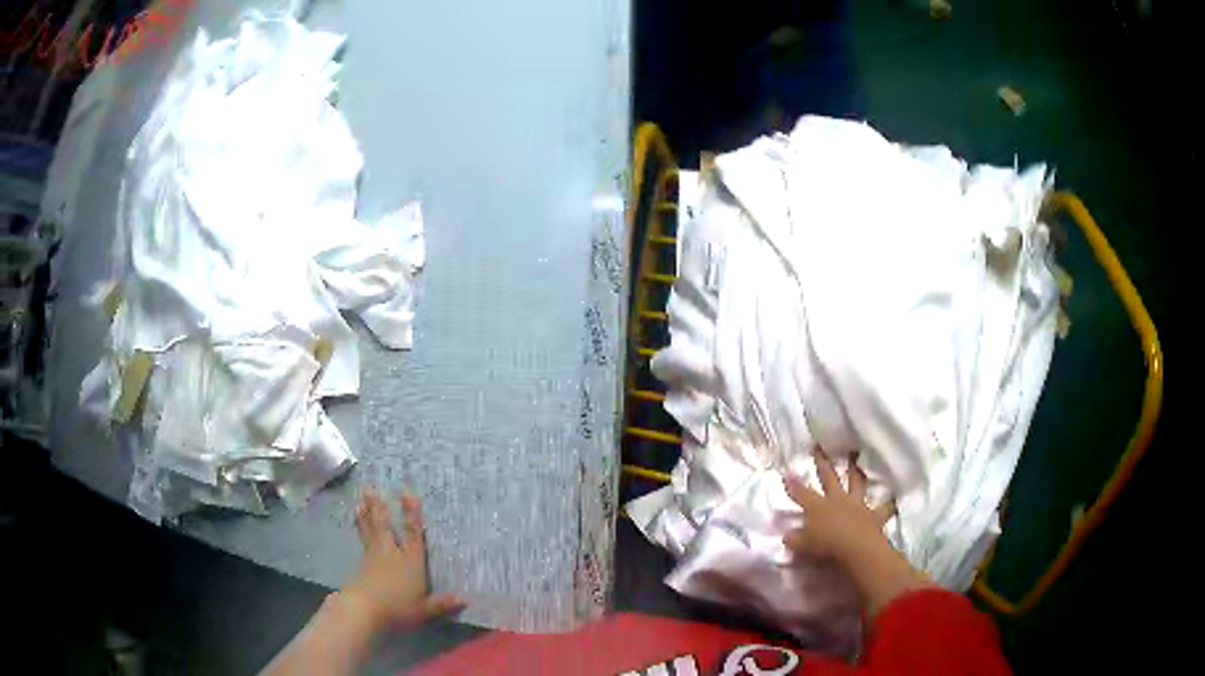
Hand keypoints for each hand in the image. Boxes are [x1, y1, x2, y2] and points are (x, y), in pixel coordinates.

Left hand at [340, 489, 464, 630]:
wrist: (363, 610)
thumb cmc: (398, 609)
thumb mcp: (424, 610)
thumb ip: (442, 604)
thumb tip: (465, 599)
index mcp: (411, 561)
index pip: (413, 533)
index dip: (411, 513)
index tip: (407, 492)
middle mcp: (391, 554)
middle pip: (384, 526)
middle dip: (379, 506)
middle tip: (370, 487)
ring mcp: (373, 558)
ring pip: (370, 530)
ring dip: (366, 514)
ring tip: (360, 499)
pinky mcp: (360, 566)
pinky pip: (362, 540)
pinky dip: (359, 528)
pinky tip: (357, 523)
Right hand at [783, 448, 929, 616]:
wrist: (857, 548)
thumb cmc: (826, 547)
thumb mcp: (803, 546)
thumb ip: (795, 539)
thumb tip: (787, 535)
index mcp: (818, 507)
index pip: (802, 493)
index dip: (793, 484)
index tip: (787, 472)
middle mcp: (837, 500)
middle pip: (829, 478)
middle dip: (822, 463)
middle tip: (819, 447)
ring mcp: (857, 505)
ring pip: (857, 483)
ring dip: (856, 472)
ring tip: (857, 458)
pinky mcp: (874, 515)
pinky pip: (883, 508)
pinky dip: (888, 505)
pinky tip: (894, 500)